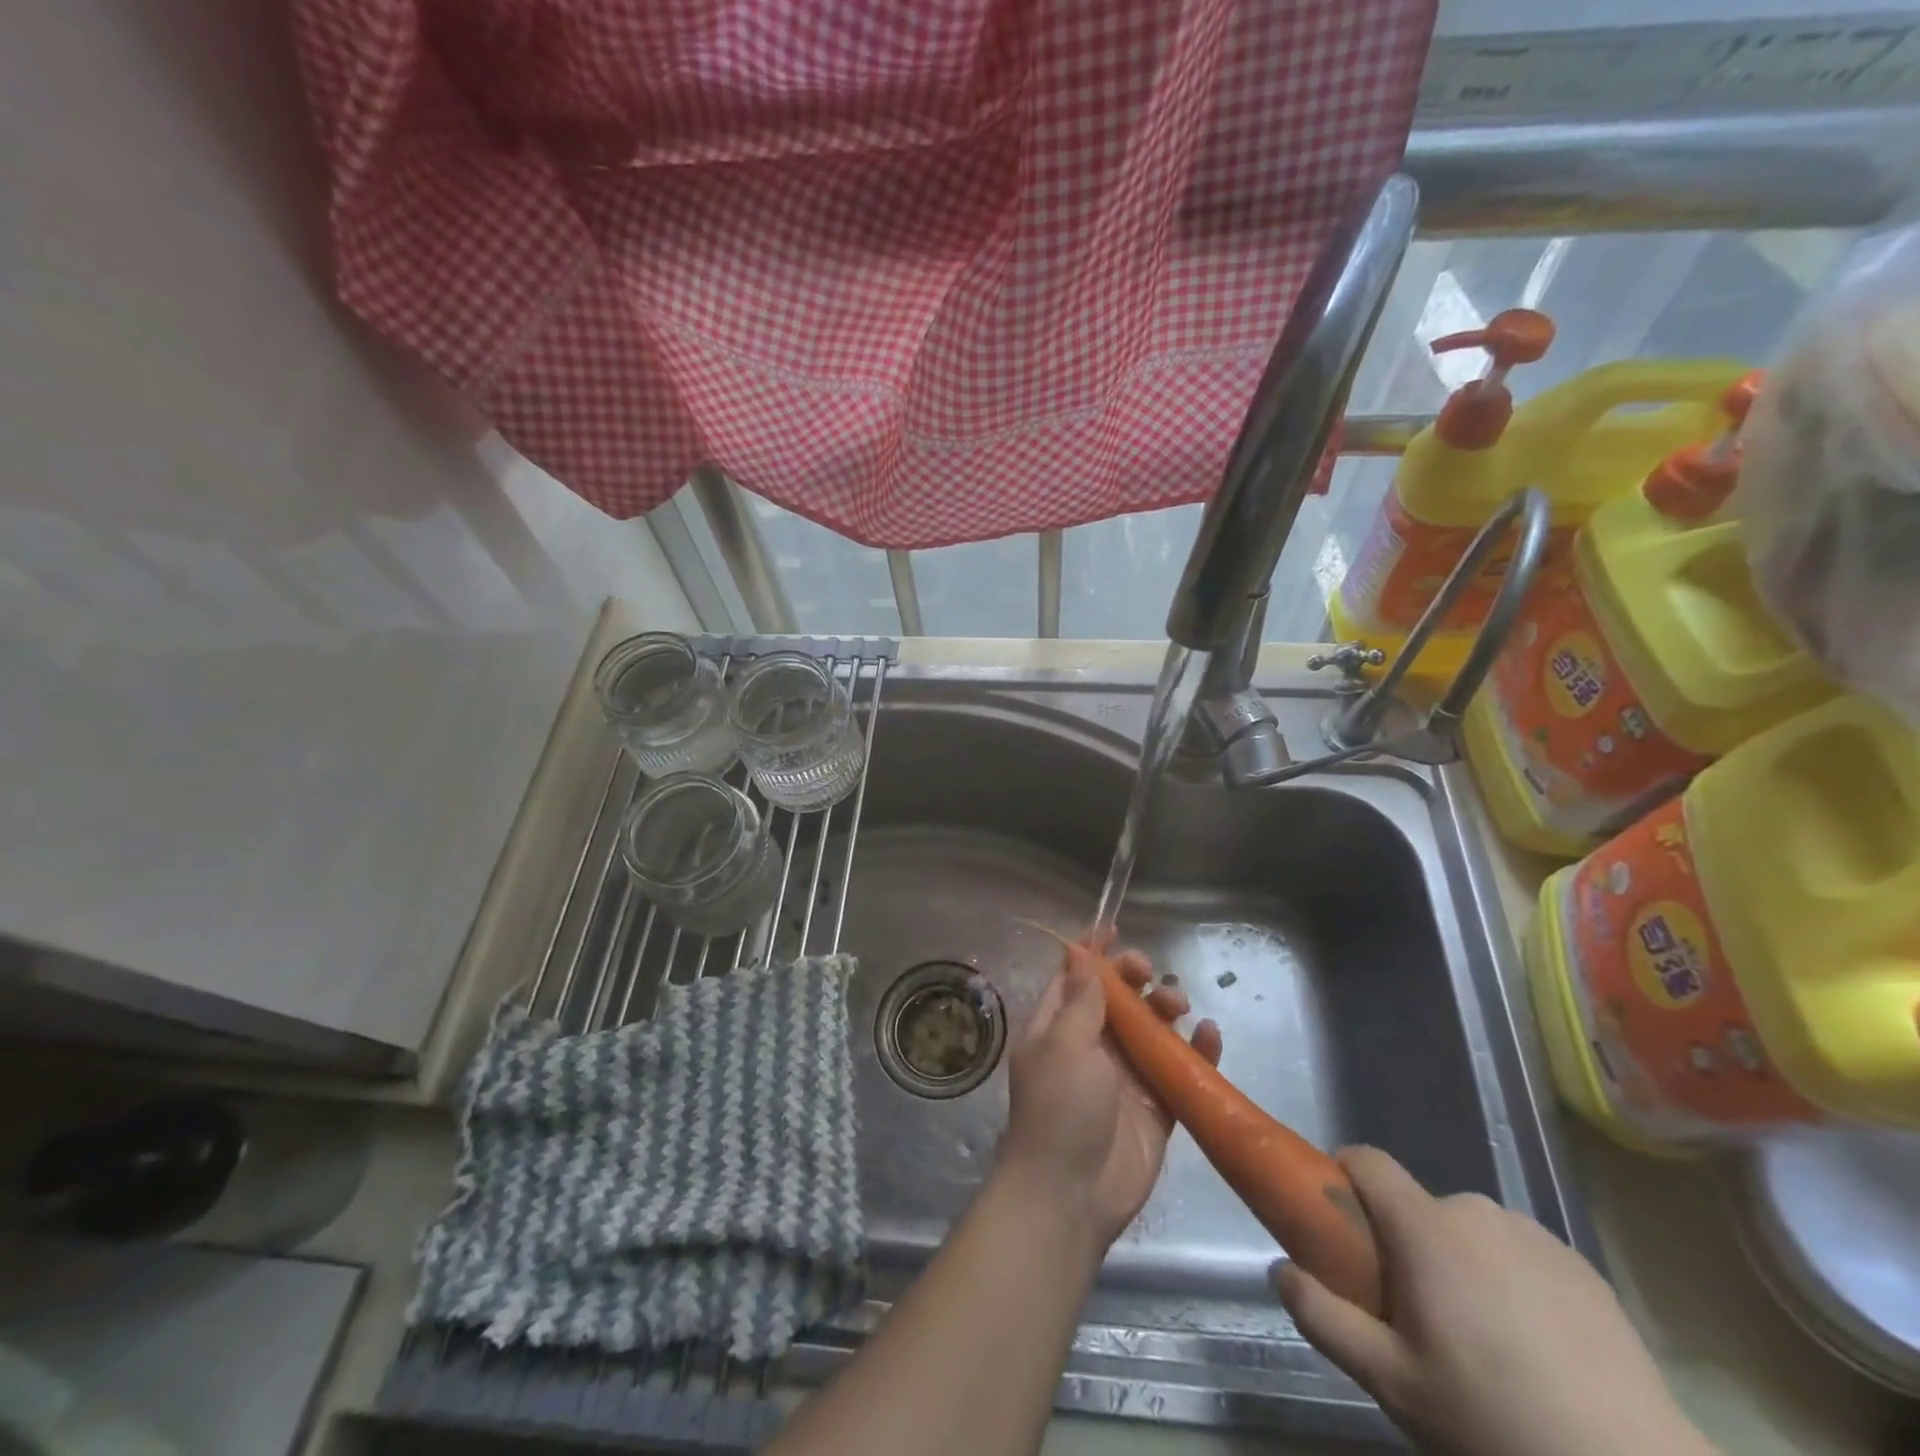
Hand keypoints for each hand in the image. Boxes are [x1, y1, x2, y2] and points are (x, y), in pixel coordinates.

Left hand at [998, 944, 1221, 1249]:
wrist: (1072, 1194)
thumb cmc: (1059, 1108)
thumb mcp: (1063, 1045)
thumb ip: (1080, 1002)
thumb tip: (1082, 958)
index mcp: (1058, 1027)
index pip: (1075, 978)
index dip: (1093, 952)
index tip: (1114, 926)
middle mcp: (1091, 1045)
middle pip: (1118, 998)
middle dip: (1134, 976)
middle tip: (1148, 971)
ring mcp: (1125, 1075)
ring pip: (1152, 1027)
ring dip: (1167, 1007)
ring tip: (1178, 1004)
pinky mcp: (1157, 1105)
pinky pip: (1180, 1068)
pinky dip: (1198, 1049)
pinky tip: (1211, 1034)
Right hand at [1275, 1148, 1714, 1455]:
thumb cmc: (1492, 1419)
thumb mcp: (1390, 1382)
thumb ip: (1323, 1316)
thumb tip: (1278, 1268)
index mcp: (1424, 1227)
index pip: (1367, 1160)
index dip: (1344, 1175)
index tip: (1340, 1220)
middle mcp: (1475, 1210)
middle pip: (1418, 1207)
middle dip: (1406, 1244)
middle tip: (1417, 1315)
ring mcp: (1534, 1235)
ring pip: (1471, 1231)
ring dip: (1460, 1261)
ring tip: (1483, 1340)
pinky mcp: (1583, 1267)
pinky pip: (1521, 1254)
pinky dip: (1512, 1281)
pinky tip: (1536, 1349)